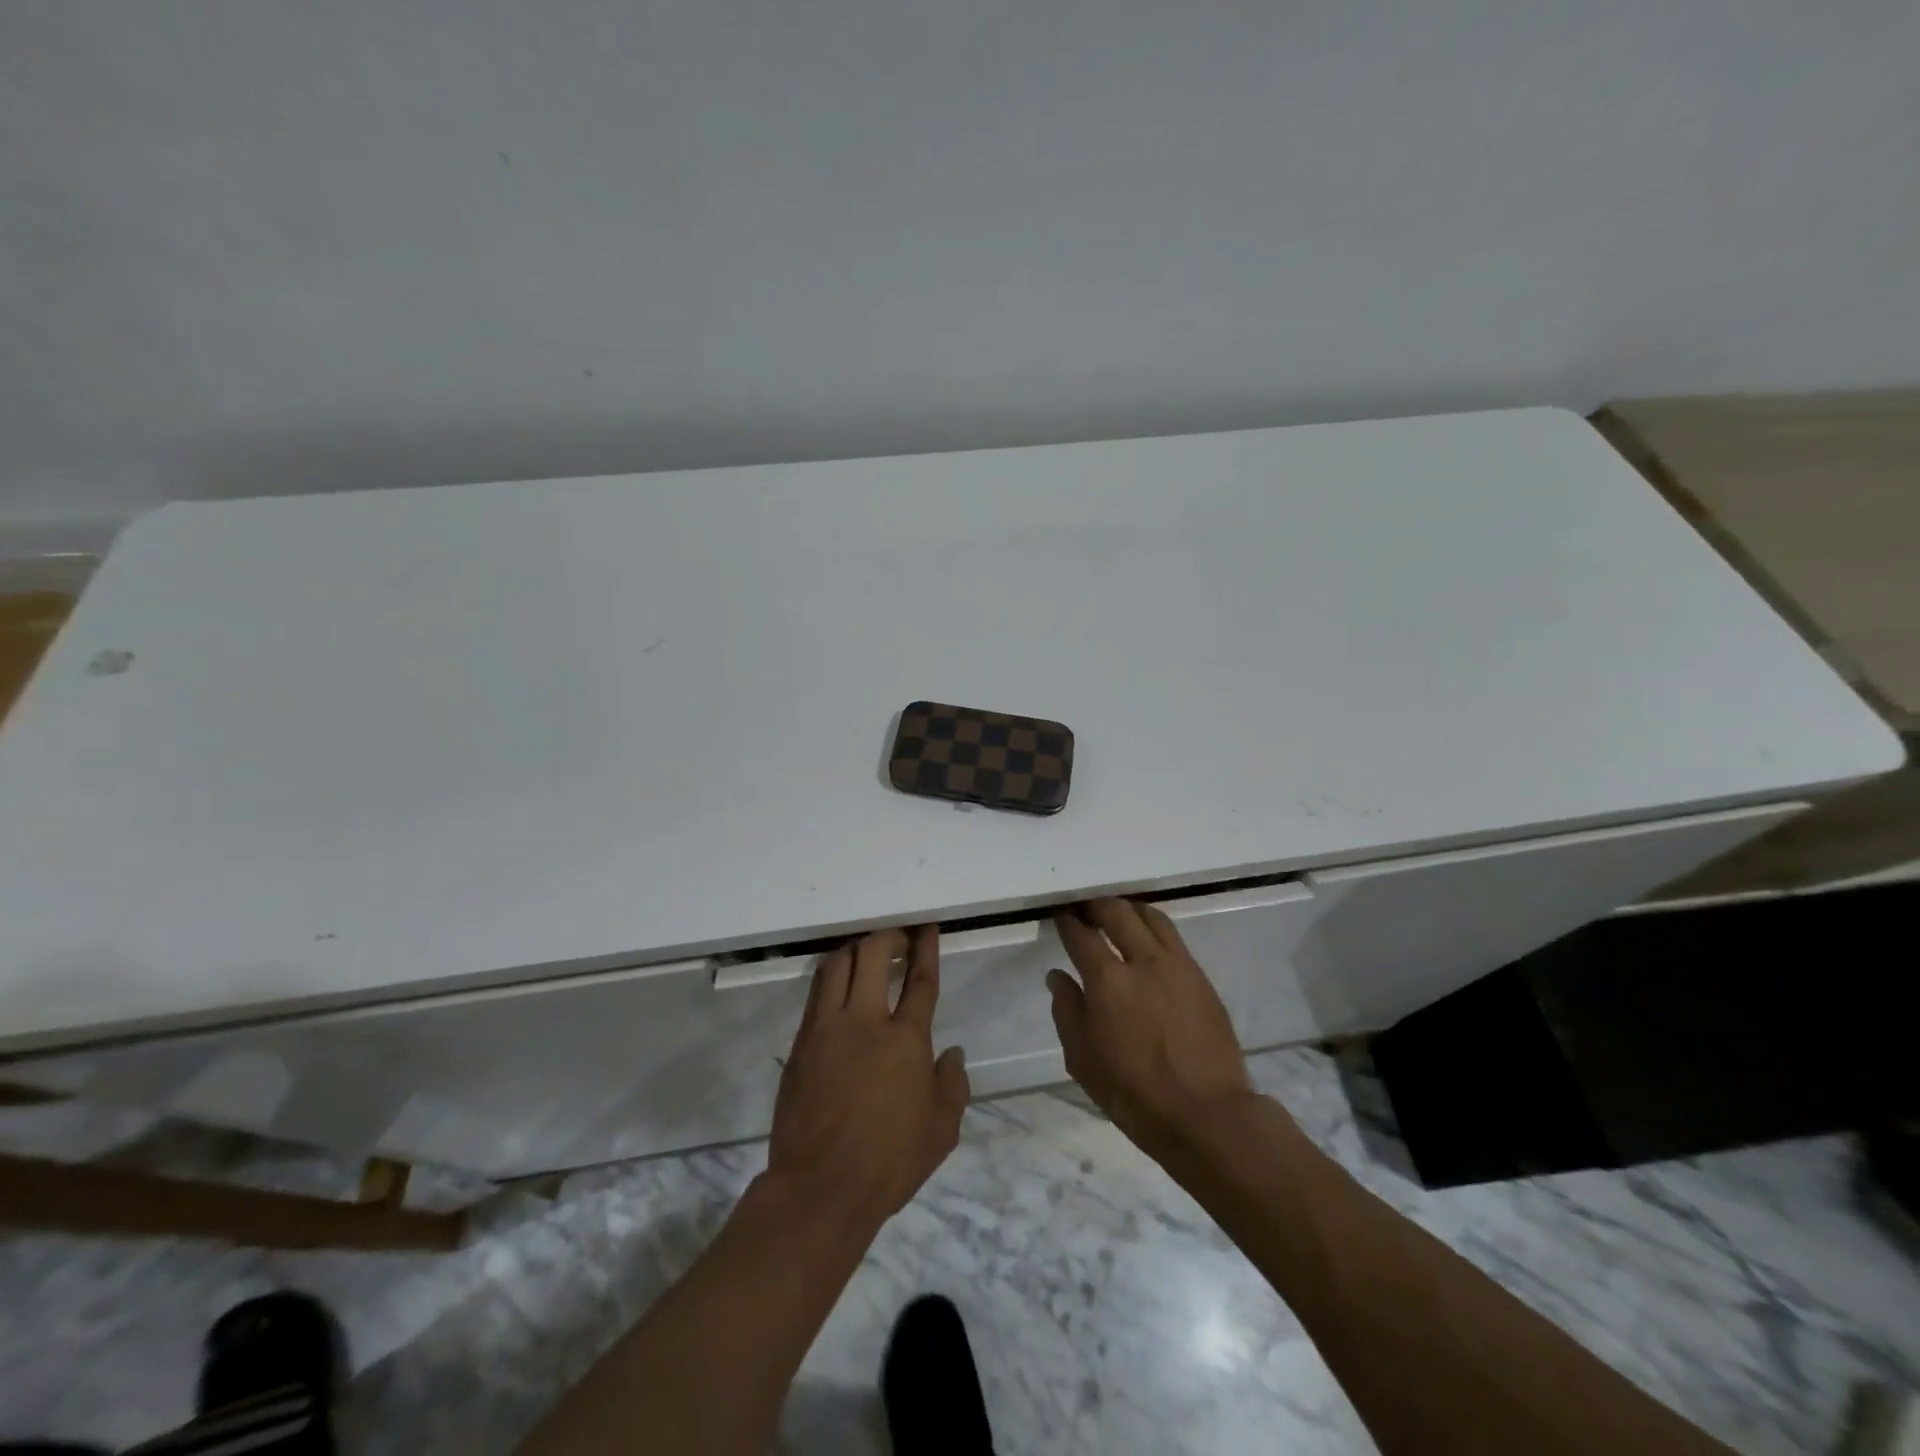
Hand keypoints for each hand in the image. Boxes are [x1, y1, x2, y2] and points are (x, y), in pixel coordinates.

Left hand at [765, 926, 969, 1230]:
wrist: (821, 1188)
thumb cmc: (889, 1161)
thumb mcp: (941, 1130)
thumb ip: (953, 1085)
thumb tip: (952, 1054)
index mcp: (905, 1040)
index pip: (920, 980)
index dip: (925, 948)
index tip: (926, 928)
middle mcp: (865, 1021)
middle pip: (873, 954)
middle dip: (888, 936)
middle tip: (899, 939)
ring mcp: (827, 1029)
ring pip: (837, 966)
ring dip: (856, 950)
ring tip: (867, 954)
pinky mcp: (801, 1044)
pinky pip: (817, 994)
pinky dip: (832, 978)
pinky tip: (839, 987)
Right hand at [1049, 899, 1257, 1159]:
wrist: (1206, 1114)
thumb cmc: (1134, 1093)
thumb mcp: (1083, 1060)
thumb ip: (1067, 1011)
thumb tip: (1058, 976)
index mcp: (1107, 981)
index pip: (1081, 935)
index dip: (1067, 922)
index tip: (1060, 916)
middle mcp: (1142, 960)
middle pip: (1116, 912)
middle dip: (1096, 905)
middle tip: (1085, 909)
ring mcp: (1177, 965)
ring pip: (1150, 916)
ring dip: (1128, 909)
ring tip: (1117, 915)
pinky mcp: (1201, 977)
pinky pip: (1173, 937)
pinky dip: (1153, 927)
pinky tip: (1147, 940)